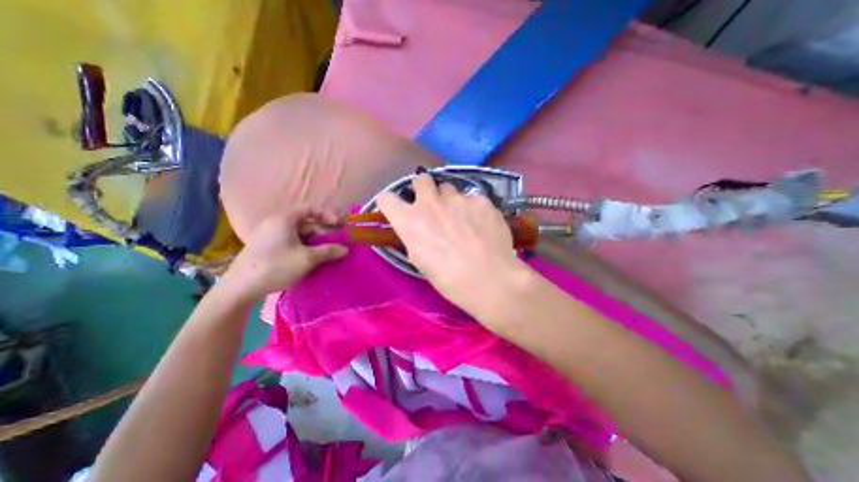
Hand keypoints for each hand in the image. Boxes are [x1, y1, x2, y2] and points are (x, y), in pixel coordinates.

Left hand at [220, 205, 348, 300]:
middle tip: (336, 247)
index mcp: (285, 219)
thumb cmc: (276, 266)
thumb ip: (329, 251)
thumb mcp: (307, 259)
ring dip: (316, 244)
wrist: (239, 288)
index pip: (311, 209)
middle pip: (307, 224)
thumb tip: (345, 249)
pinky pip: (292, 243)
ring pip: (300, 235)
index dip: (328, 215)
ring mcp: (271, 236)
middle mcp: (277, 223)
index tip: (339, 226)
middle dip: (324, 234)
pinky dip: (305, 249)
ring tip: (326, 256)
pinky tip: (311, 261)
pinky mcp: (268, 247)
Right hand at [376, 173, 527, 316]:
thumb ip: (414, 236)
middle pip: (421, 179)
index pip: (387, 199)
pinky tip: (483, 226)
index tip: (399, 209)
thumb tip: (417, 228)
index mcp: (410, 221)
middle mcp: (430, 203)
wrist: (488, 279)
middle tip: (433, 205)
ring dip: (451, 201)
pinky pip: (473, 199)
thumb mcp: (420, 261)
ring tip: (464, 220)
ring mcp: (458, 198)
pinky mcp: (481, 200)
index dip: (391, 203)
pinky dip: (474, 209)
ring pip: (450, 189)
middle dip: (424, 189)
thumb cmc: (449, 279)